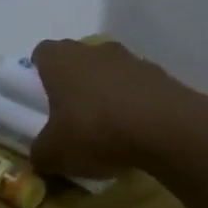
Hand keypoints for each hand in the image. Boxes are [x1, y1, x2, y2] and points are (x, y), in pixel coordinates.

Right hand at [30, 37, 207, 177]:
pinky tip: (136, 133)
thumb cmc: (95, 131)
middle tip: (72, 114)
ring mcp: (132, 60)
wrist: (167, 130)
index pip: (42, 53)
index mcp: (60, 60)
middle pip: (78, 59)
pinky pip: (139, 88)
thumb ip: (40, 153)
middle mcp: (94, 51)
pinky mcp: (163, 77)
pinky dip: (135, 104)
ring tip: (108, 128)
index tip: (41, 96)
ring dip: (107, 92)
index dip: (40, 72)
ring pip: (110, 72)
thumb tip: (40, 157)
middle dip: (74, 82)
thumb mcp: (54, 153)